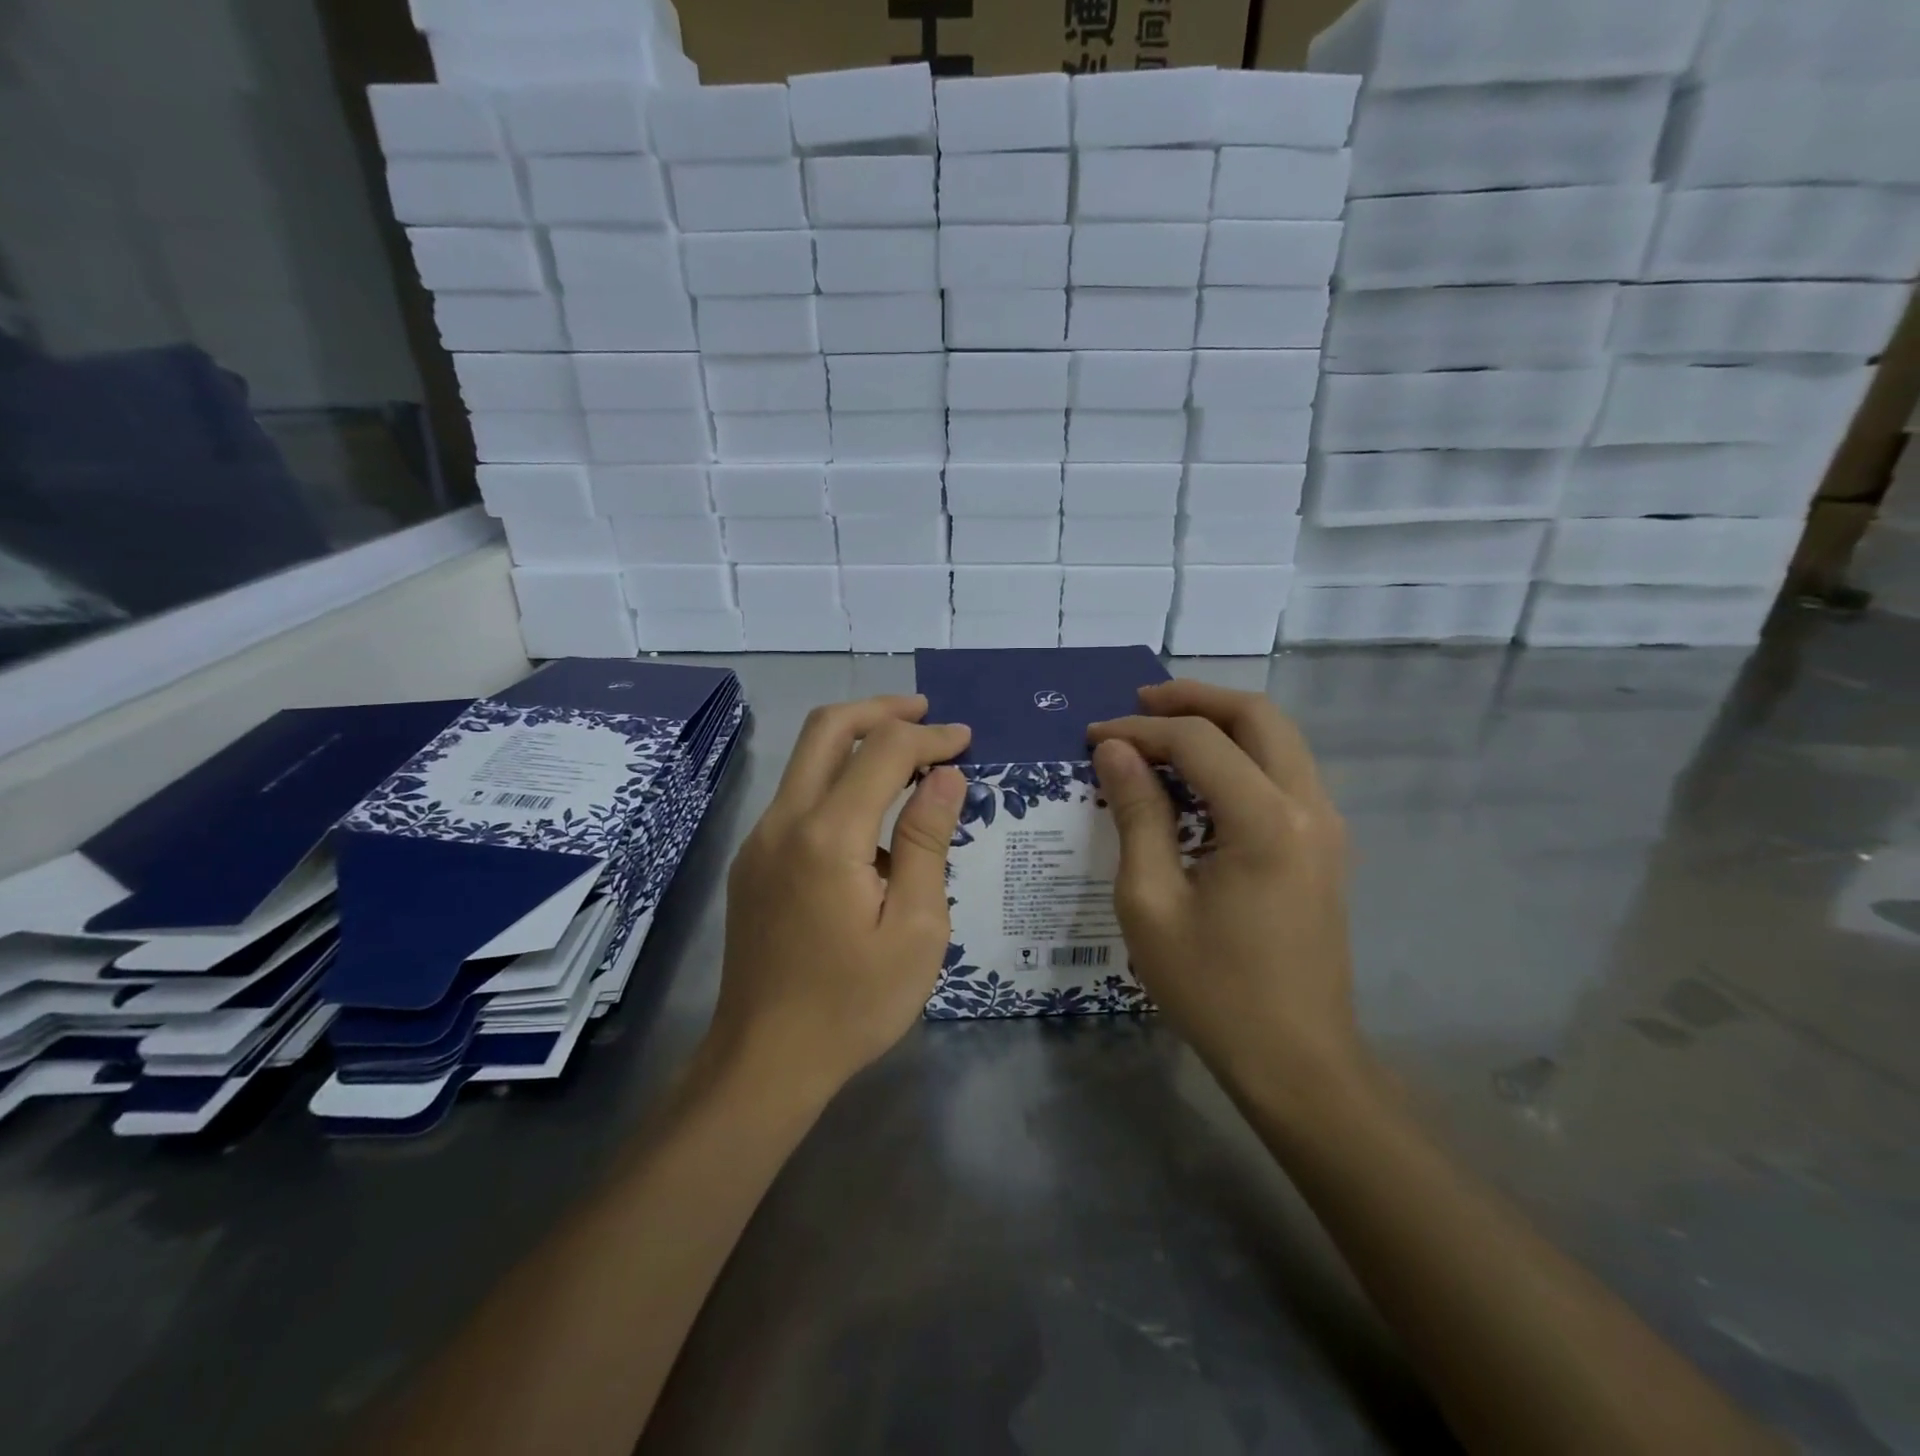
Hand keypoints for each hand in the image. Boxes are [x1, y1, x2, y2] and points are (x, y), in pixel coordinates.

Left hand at [709, 695, 969, 1102]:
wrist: (765, 1060)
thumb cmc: (853, 1003)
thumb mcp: (915, 928)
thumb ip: (926, 841)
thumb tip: (946, 776)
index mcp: (826, 836)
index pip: (882, 751)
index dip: (930, 737)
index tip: (966, 742)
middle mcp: (782, 821)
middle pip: (827, 729)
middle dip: (880, 710)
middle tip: (926, 714)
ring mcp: (759, 840)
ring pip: (807, 760)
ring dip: (857, 743)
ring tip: (909, 761)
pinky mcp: (752, 861)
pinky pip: (798, 798)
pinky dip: (838, 781)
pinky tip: (873, 818)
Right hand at [1088, 681, 1362, 1110]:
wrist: (1297, 1062)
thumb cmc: (1213, 989)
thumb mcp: (1152, 901)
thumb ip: (1137, 814)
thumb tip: (1115, 751)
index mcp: (1266, 820)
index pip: (1198, 741)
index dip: (1140, 729)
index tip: (1092, 737)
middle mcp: (1309, 806)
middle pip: (1257, 715)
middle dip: (1193, 699)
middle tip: (1137, 703)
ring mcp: (1326, 825)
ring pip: (1278, 738)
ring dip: (1220, 722)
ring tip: (1161, 730)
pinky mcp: (1325, 845)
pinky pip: (1284, 772)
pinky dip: (1240, 755)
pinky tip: (1198, 775)